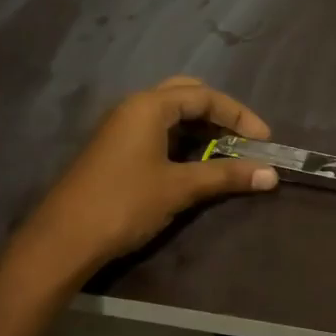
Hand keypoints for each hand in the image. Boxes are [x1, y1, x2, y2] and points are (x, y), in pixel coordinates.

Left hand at [14, 76, 277, 279]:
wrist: (64, 239)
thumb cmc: (124, 203)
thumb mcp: (179, 188)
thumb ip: (226, 175)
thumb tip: (271, 174)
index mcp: (149, 106)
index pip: (204, 96)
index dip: (238, 115)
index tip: (264, 140)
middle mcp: (133, 107)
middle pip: (186, 95)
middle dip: (218, 114)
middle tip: (243, 138)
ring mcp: (120, 127)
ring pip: (170, 114)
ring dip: (200, 127)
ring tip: (226, 151)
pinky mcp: (115, 149)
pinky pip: (156, 130)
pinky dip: (182, 139)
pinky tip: (195, 161)